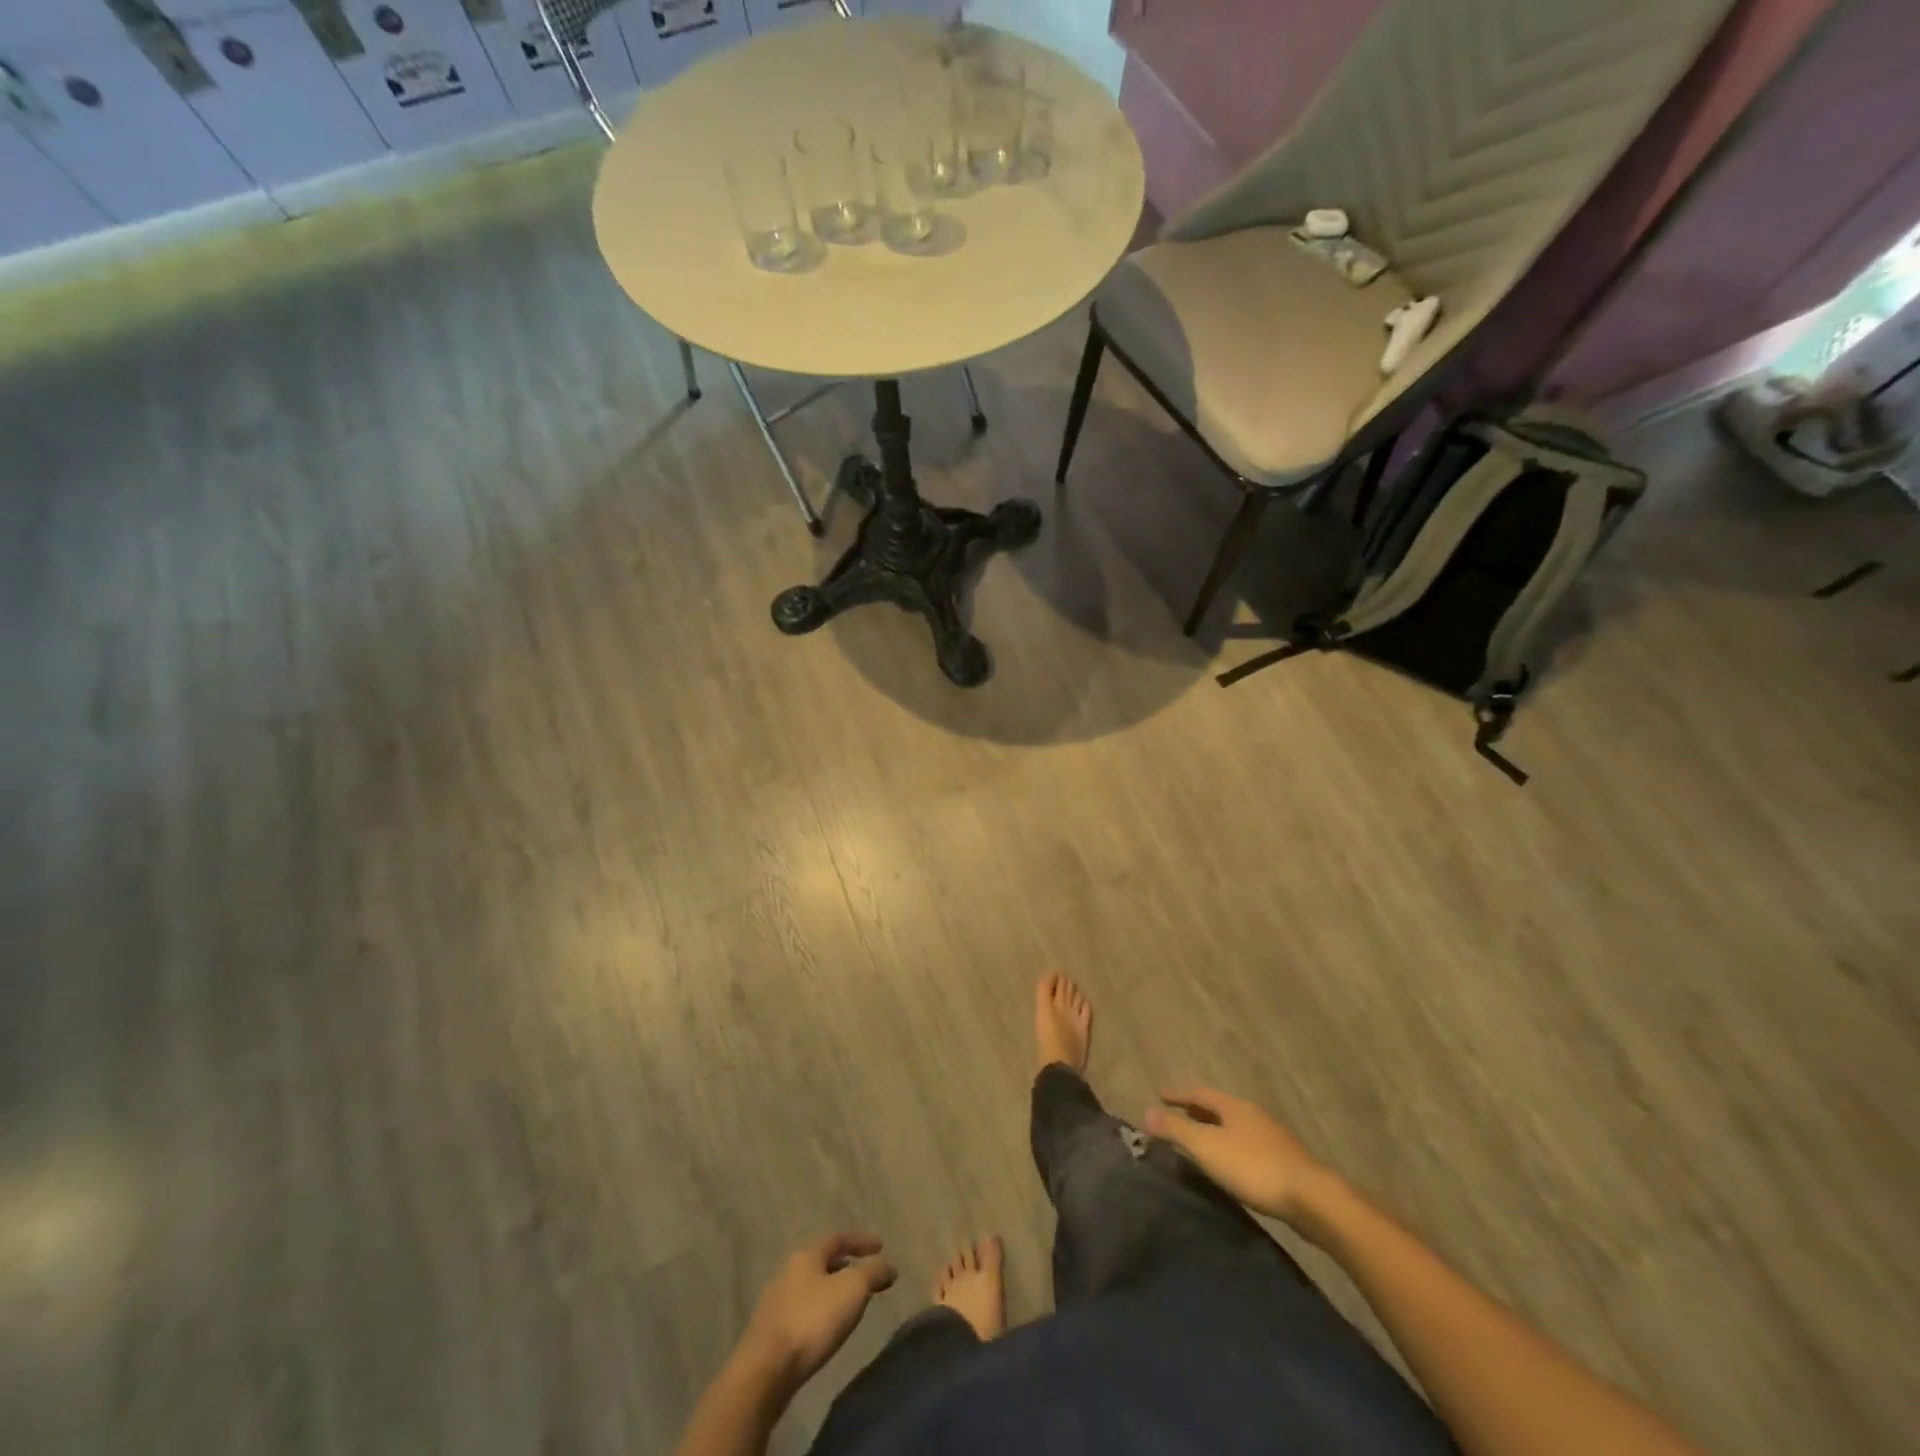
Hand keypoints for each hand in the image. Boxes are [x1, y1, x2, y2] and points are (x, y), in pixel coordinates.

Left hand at [741, 1234, 897, 1391]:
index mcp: (806, 1255)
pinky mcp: (769, 1334)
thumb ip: (873, 1272)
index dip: (860, 1241)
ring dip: (830, 1291)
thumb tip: (889, 1265)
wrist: (764, 1371)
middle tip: (865, 1276)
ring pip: (810, 1288)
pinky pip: (801, 1312)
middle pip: (821, 1262)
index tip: (880, 1246)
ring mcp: (774, 1303)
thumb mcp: (852, 1290)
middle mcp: (788, 1272)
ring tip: (848, 1305)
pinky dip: (818, 1313)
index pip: (837, 1238)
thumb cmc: (812, 1321)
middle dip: (844, 1266)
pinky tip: (825, 1330)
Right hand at [1145, 1087, 1332, 1226]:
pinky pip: (1248, 1145)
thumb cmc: (1254, 1168)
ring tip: (1200, 1140)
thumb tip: (1145, 1111)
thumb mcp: (1208, 1147)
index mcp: (1234, 1106)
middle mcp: (1253, 1115)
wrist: (1313, 1200)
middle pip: (1219, 1108)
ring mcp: (1272, 1138)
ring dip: (1215, 1129)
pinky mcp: (1285, 1162)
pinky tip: (1231, 1164)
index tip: (1160, 1094)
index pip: (1199, 1093)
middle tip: (1177, 1114)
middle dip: (1197, 1110)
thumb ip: (1177, 1129)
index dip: (1178, 1094)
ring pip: (1235, 1127)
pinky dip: (1231, 1147)